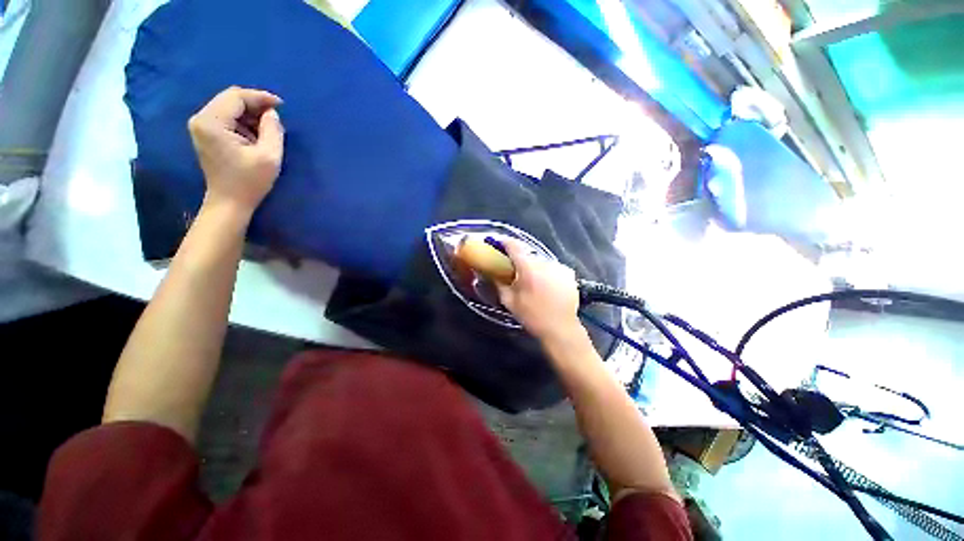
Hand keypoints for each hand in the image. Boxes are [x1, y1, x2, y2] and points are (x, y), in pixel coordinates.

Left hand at [188, 87, 284, 216]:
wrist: (229, 202)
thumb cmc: (249, 181)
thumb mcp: (269, 156)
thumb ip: (272, 130)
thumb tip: (272, 113)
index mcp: (212, 122)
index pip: (237, 97)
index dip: (260, 97)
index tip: (282, 105)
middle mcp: (201, 119)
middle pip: (231, 99)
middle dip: (256, 104)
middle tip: (277, 116)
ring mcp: (201, 126)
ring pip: (229, 108)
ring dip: (251, 114)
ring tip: (269, 128)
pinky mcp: (206, 134)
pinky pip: (227, 118)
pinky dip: (243, 122)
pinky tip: (257, 133)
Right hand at [496, 239, 582, 342]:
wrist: (560, 329)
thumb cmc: (532, 316)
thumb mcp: (509, 301)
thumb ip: (498, 283)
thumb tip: (490, 273)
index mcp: (529, 268)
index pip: (514, 246)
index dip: (504, 242)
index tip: (497, 243)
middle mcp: (545, 263)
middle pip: (528, 253)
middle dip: (519, 258)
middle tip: (512, 267)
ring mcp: (559, 267)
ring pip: (541, 260)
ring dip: (533, 266)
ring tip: (530, 279)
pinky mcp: (569, 273)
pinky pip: (552, 267)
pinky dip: (546, 272)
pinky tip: (545, 284)